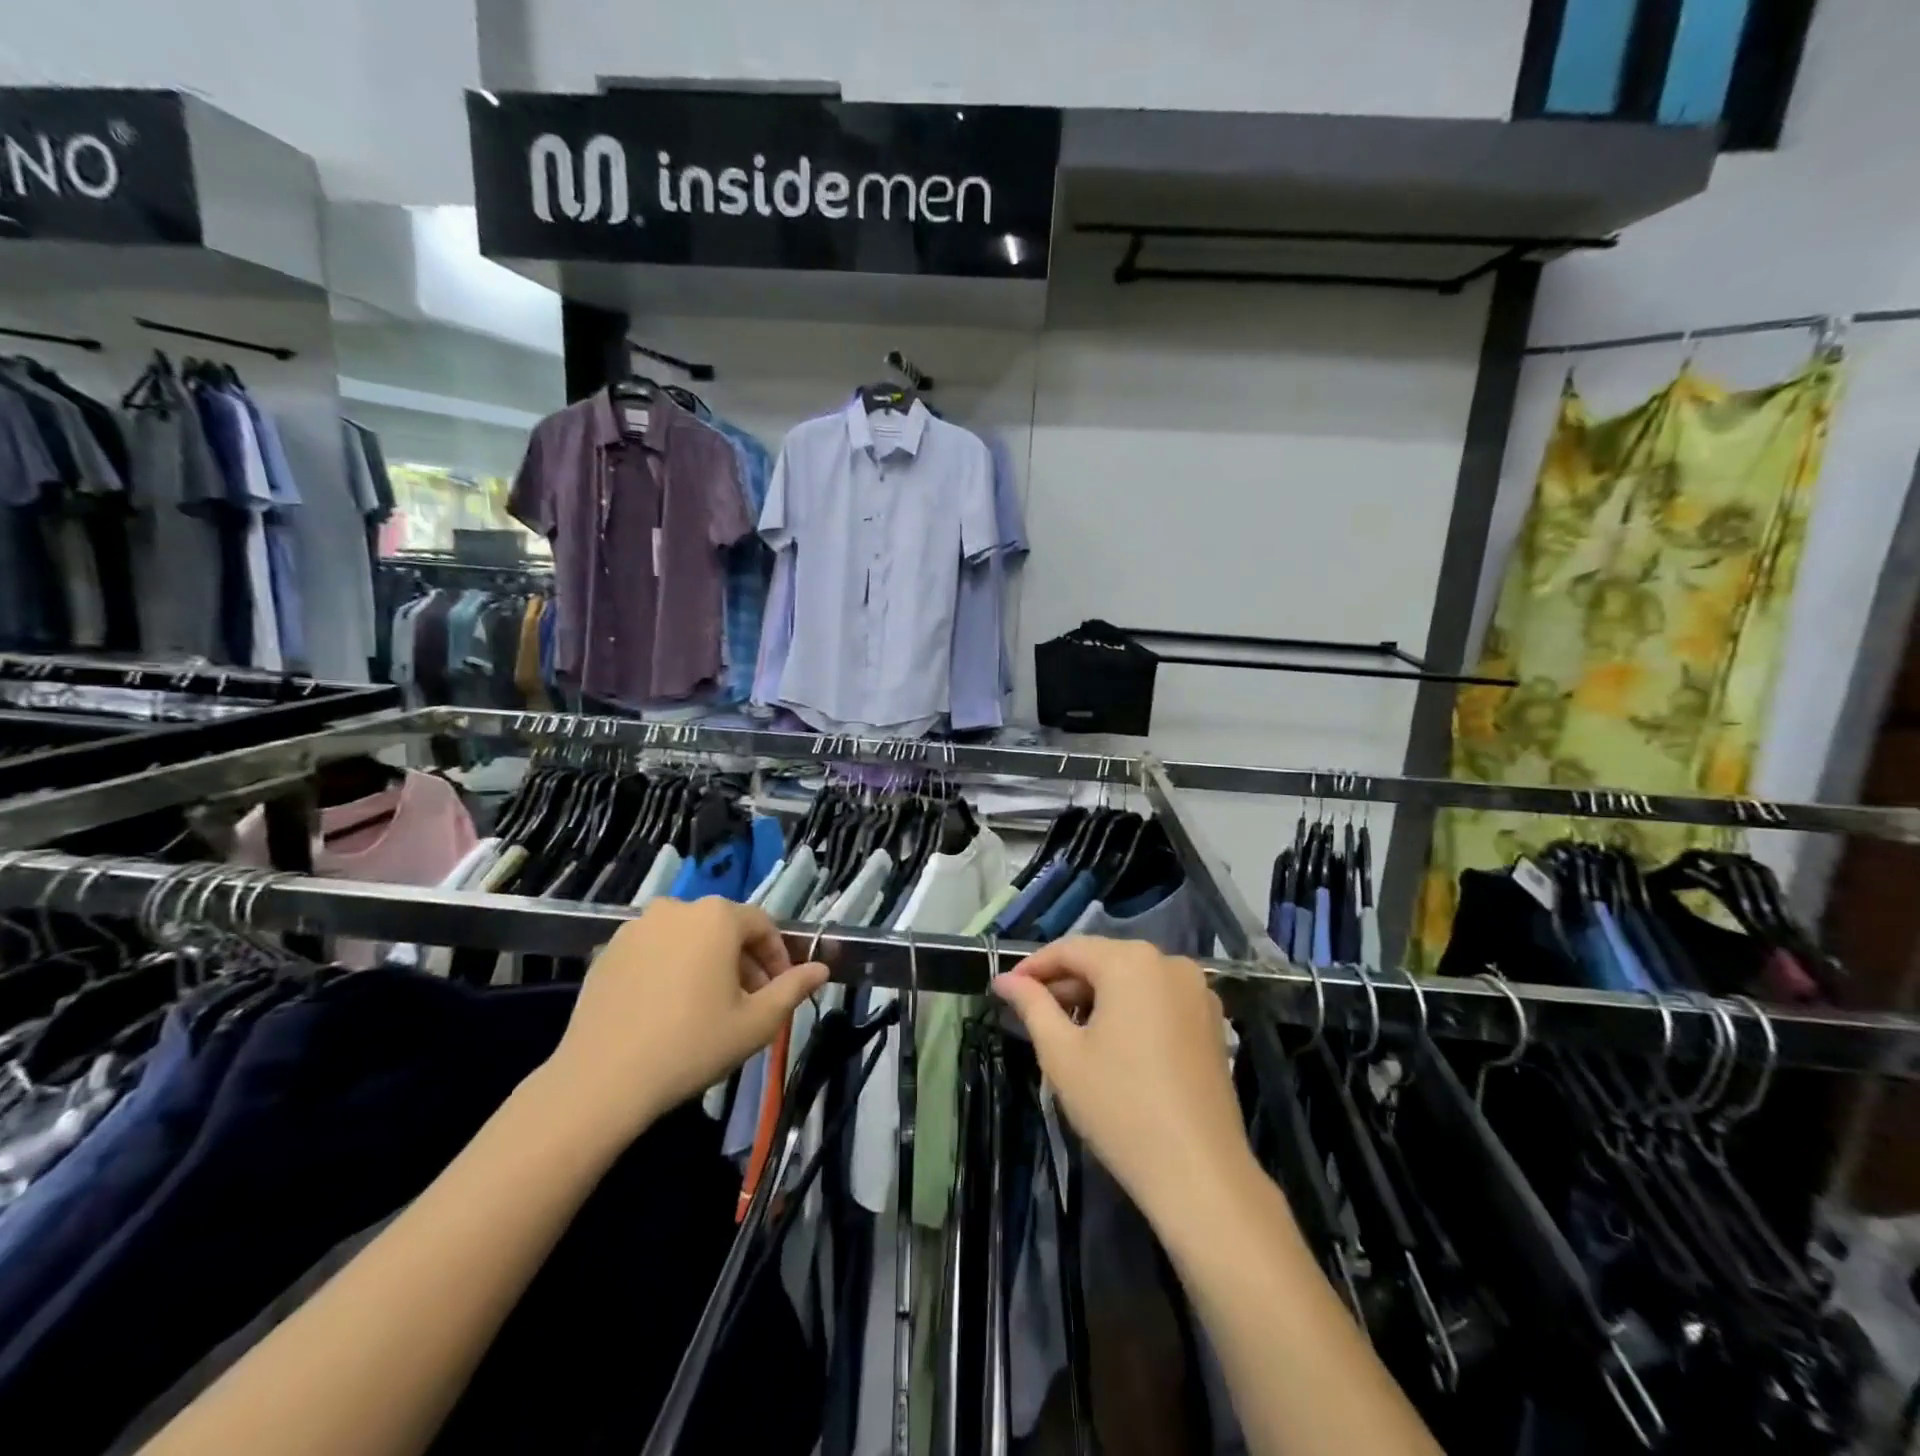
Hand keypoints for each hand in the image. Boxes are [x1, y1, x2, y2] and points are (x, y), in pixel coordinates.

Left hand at [539, 898, 827, 1141]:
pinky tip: (668, 1010)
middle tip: (748, 1003)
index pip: (762, 926)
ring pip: (688, 939)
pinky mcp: (608, 951)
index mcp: (717, 916)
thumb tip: (821, 969)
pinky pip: (655, 951)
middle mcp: (677, 908)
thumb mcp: (756, 1022)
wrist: (601, 1081)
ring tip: (708, 1007)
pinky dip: (671, 969)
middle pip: (724, 929)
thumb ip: (793, 989)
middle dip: (743, 961)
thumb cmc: (692, 1045)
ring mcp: (637, 927)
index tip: (781, 990)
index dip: (778, 957)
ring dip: (707, 964)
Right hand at [992, 936, 1254, 1227]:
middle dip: (1065, 983)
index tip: (1006, 989)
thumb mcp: (1062, 1053)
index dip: (1033, 967)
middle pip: (1103, 960)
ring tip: (1067, 1030)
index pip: (1069, 949)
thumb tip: (1005, 980)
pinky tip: (1111, 1043)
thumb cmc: (1120, 1105)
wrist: (1199, 1172)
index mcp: (1131, 961)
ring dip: (1096, 996)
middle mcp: (1169, 962)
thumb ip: (1031, 1005)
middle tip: (1032, 1013)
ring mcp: (1197, 990)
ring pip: (1132, 979)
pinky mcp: (1211, 1020)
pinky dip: (1130, 1009)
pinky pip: (1158, 998)